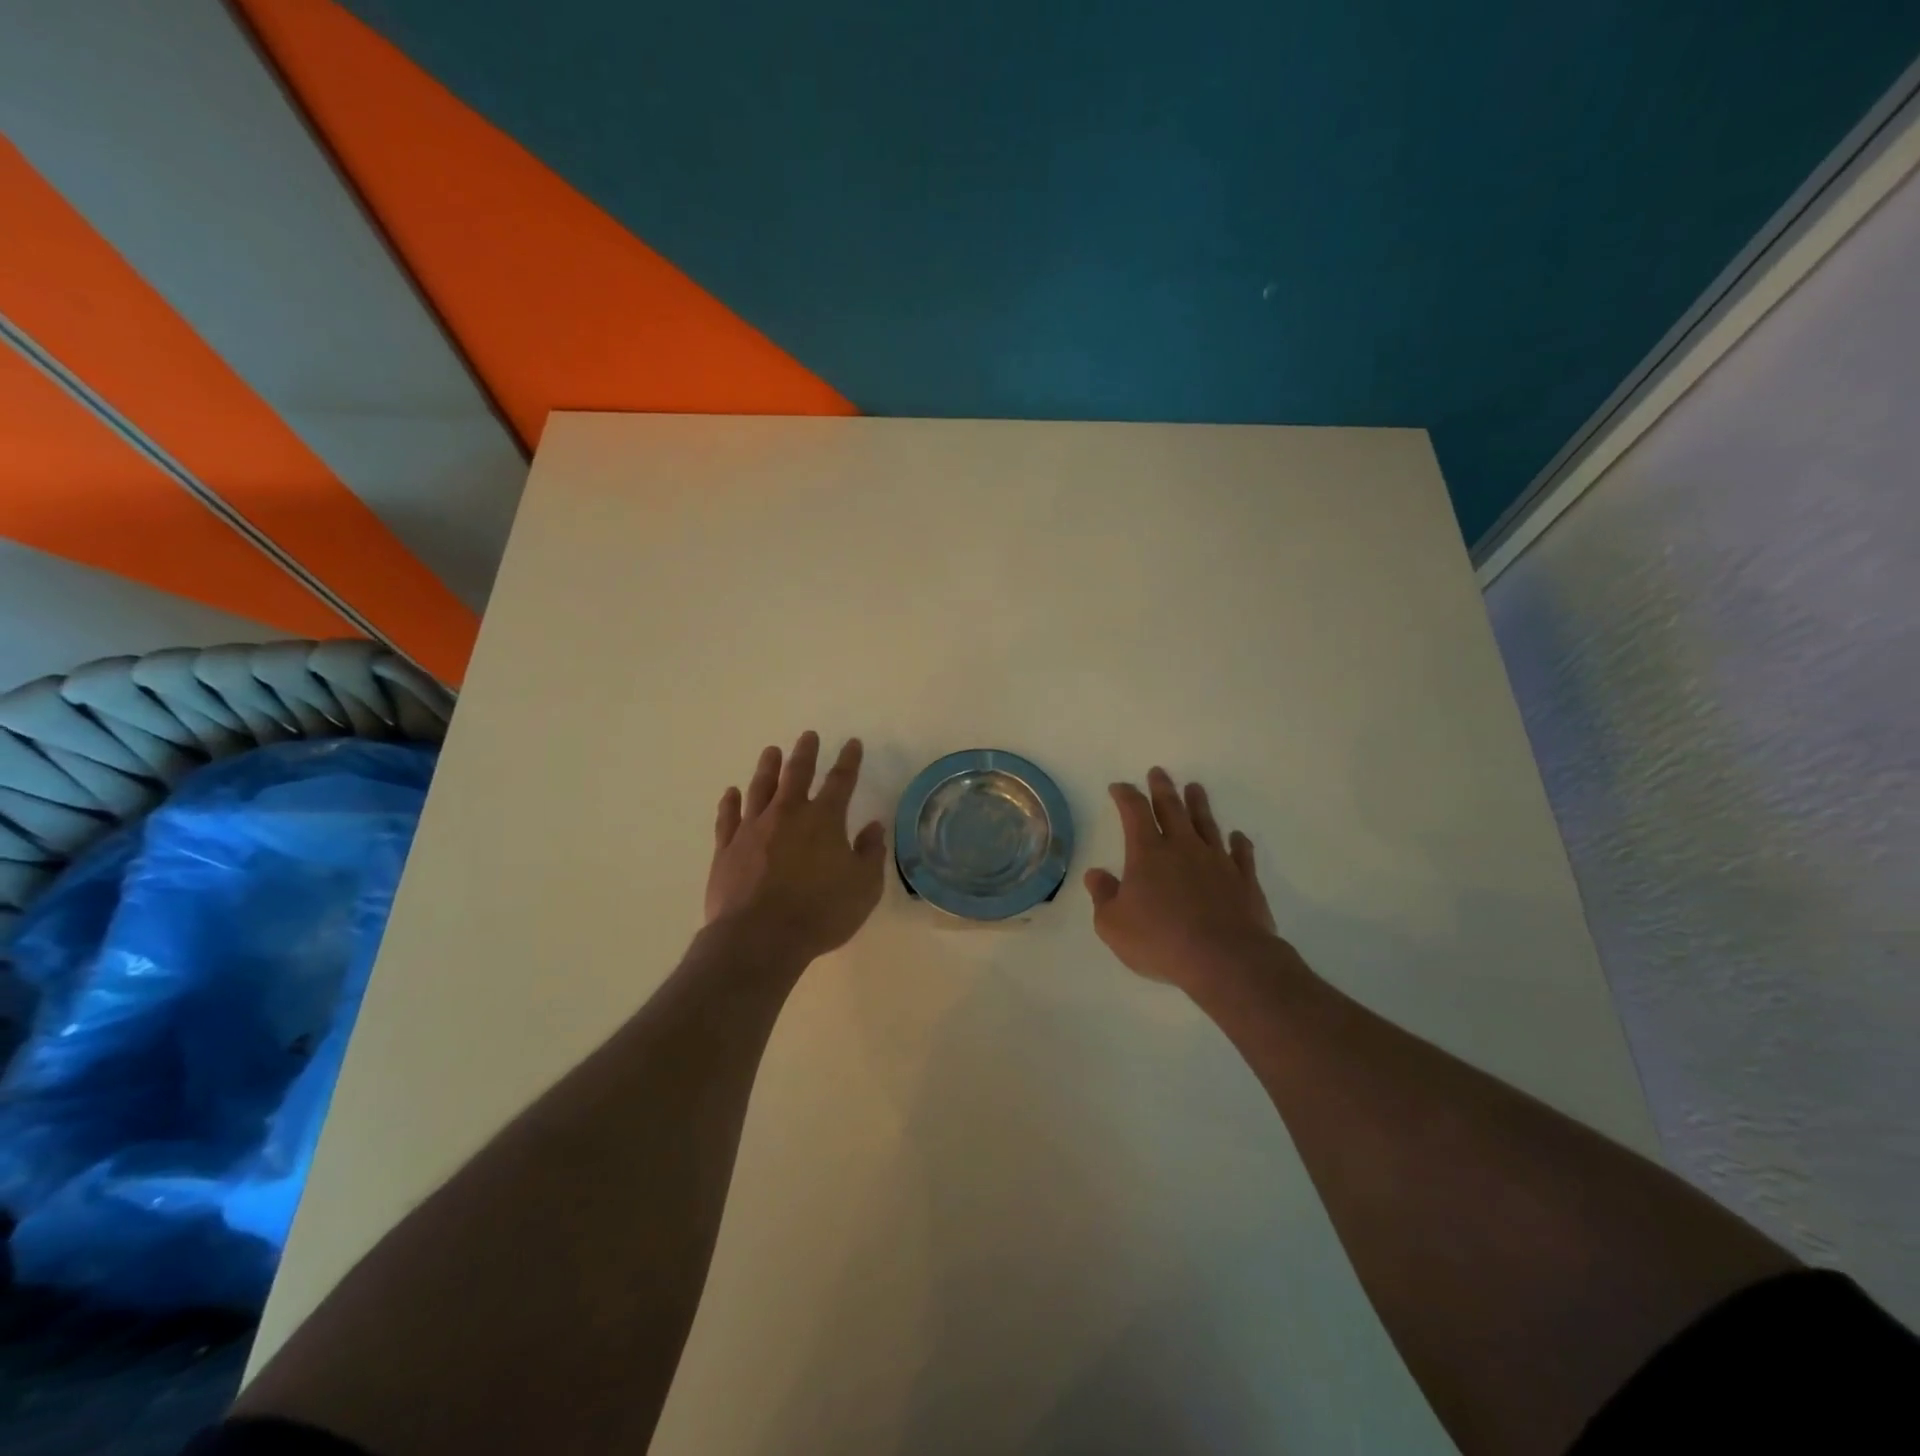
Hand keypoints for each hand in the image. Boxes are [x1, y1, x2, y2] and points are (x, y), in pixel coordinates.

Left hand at [707, 731, 887, 962]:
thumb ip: (870, 853)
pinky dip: (730, 802)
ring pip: (760, 788)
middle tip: (808, 735)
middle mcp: (788, 814)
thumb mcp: (864, 888)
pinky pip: (728, 817)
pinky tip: (731, 792)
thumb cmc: (820, 912)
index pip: (841, 781)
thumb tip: (873, 827)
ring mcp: (753, 829)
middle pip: (797, 774)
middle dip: (805, 753)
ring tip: (771, 751)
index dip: (849, 760)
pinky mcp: (727, 848)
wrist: (759, 937)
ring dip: (767, 768)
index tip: (852, 743)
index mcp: (824, 820)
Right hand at [1085, 767, 1280, 988]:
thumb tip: (1095, 875)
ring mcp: (1217, 861)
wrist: (1225, 959)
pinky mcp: (1244, 880)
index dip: (1126, 795)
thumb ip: (1103, 896)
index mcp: (1148, 853)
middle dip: (1163, 788)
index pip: (1134, 812)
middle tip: (1159, 772)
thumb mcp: (1113, 924)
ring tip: (1195, 788)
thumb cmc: (1161, 940)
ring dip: (1199, 805)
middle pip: (1172, 809)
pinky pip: (1241, 854)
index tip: (1119, 787)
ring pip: (1206, 824)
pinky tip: (1237, 837)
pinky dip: (1238, 843)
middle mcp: (1183, 848)